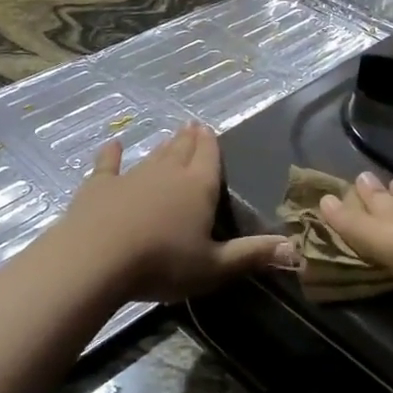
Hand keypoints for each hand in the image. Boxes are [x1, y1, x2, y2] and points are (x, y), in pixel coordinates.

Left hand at [52, 123, 296, 303]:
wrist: (97, 258)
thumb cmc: (162, 263)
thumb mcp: (214, 266)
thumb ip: (252, 255)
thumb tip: (295, 249)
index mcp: (198, 187)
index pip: (209, 157)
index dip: (211, 144)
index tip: (209, 129)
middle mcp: (167, 173)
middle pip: (182, 151)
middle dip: (189, 139)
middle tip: (192, 126)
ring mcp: (131, 176)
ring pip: (152, 156)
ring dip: (162, 147)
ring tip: (170, 137)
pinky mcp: (99, 185)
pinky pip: (108, 164)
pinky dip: (111, 154)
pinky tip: (114, 144)